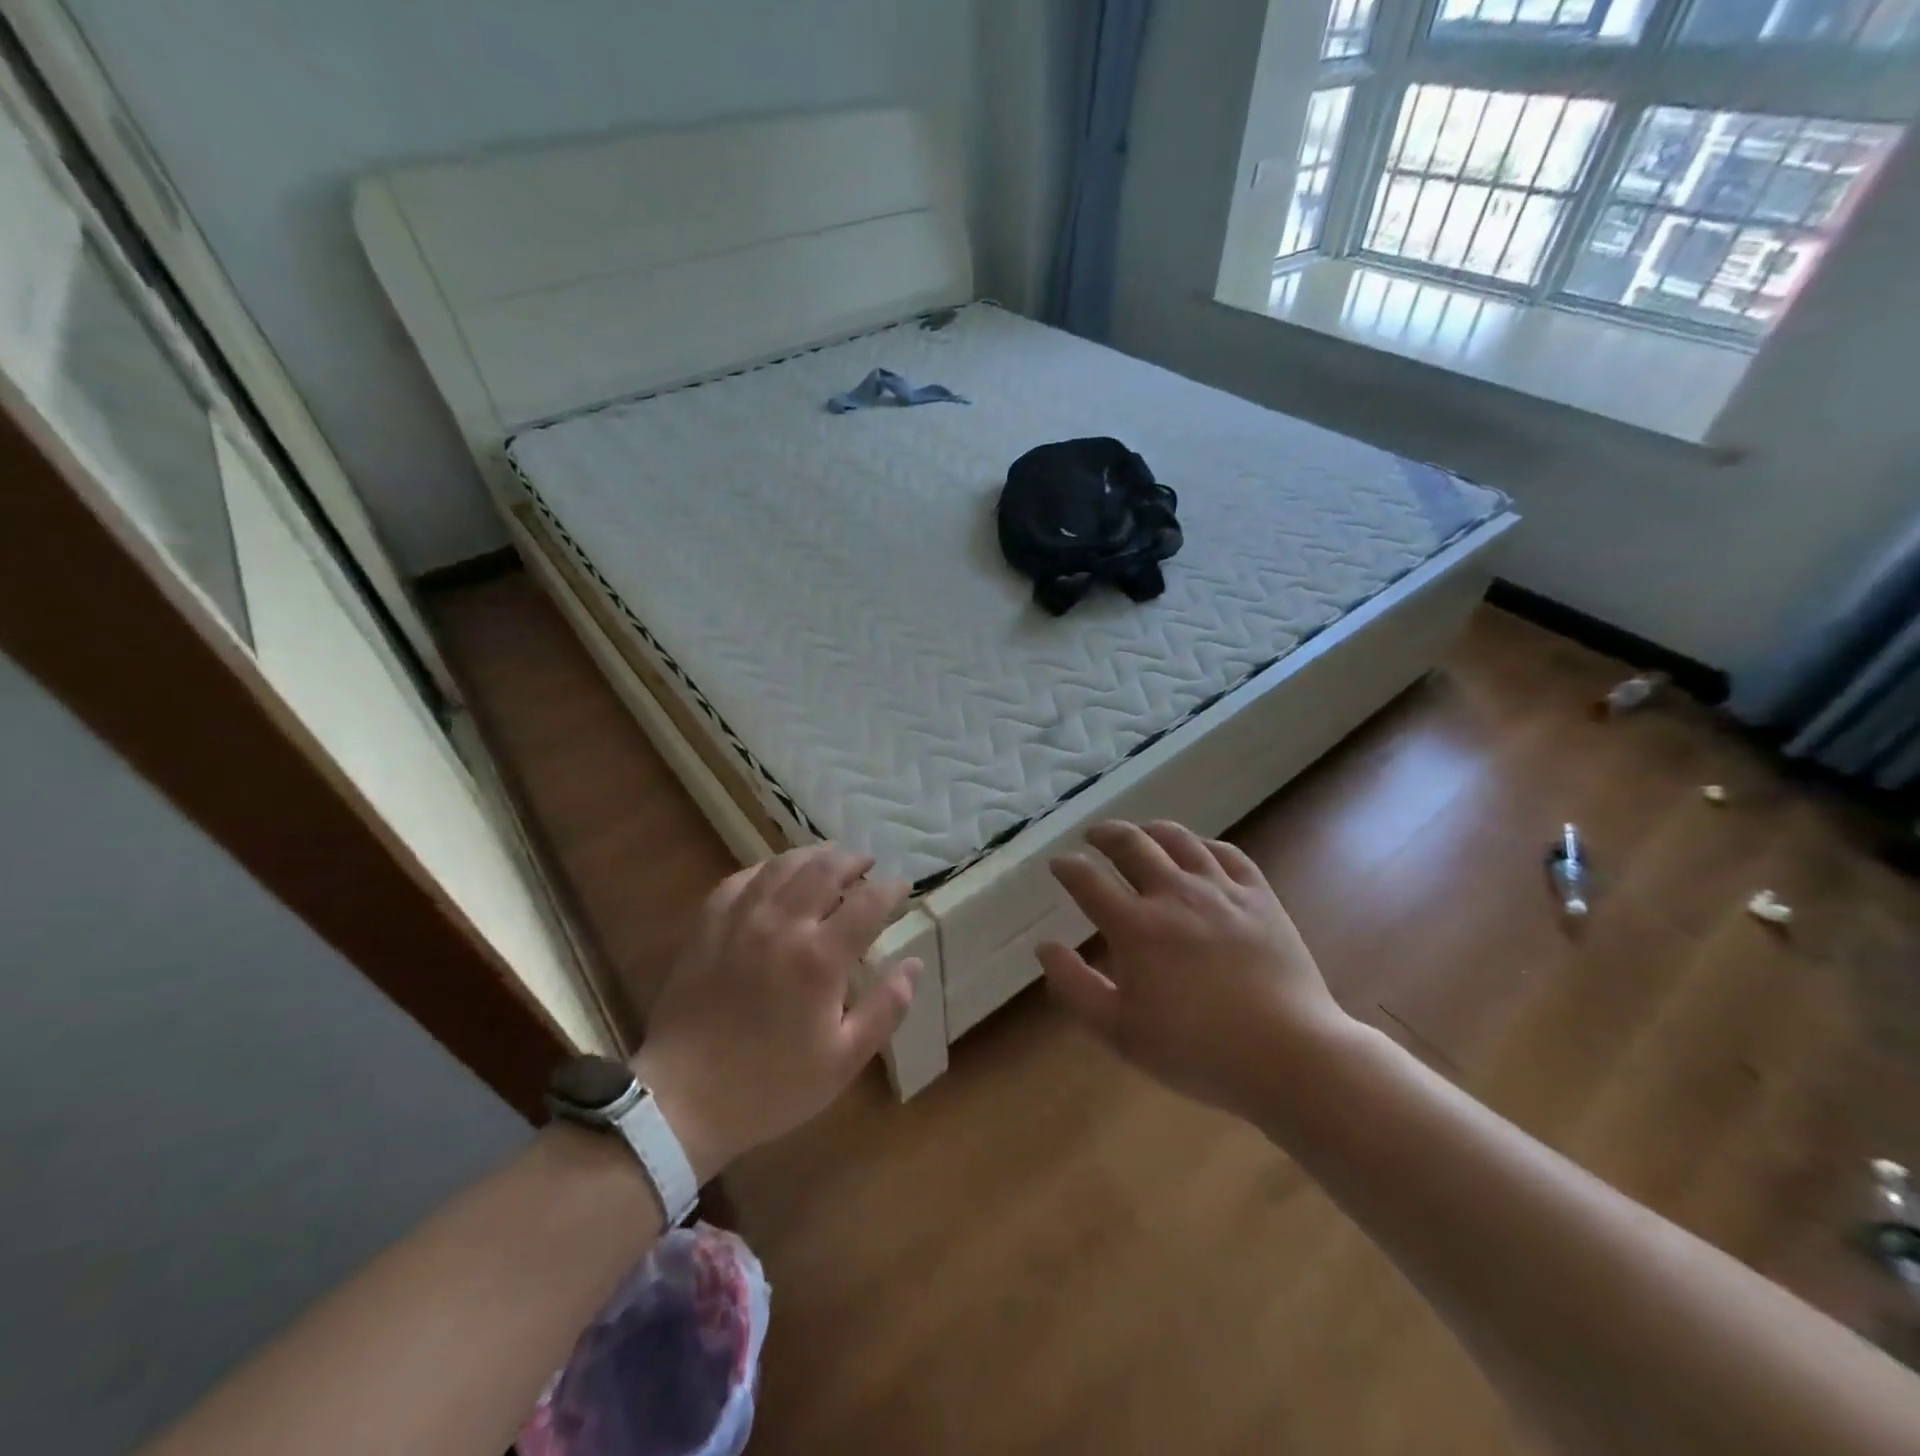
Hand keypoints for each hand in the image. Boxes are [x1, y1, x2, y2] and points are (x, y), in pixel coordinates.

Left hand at [632, 845, 920, 1181]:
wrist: (683, 1100)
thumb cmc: (771, 1085)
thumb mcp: (843, 1060)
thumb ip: (886, 1009)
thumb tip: (913, 965)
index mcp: (819, 958)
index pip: (867, 903)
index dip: (890, 889)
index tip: (902, 887)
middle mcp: (782, 925)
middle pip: (825, 869)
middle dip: (853, 860)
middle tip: (868, 864)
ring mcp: (741, 920)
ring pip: (783, 865)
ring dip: (813, 855)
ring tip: (830, 858)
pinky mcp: (708, 925)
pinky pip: (741, 879)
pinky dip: (767, 869)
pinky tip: (776, 874)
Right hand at [1038, 820, 1351, 1116]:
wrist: (1289, 1055)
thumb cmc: (1197, 1051)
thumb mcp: (1120, 1032)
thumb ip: (1076, 987)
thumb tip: (1045, 946)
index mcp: (1136, 927)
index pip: (1088, 880)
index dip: (1067, 867)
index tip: (1058, 864)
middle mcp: (1174, 895)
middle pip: (1131, 844)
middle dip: (1104, 834)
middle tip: (1093, 836)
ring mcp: (1221, 890)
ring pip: (1178, 839)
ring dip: (1150, 830)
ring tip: (1140, 833)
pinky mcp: (1260, 896)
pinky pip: (1227, 853)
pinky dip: (1203, 845)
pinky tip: (1197, 851)